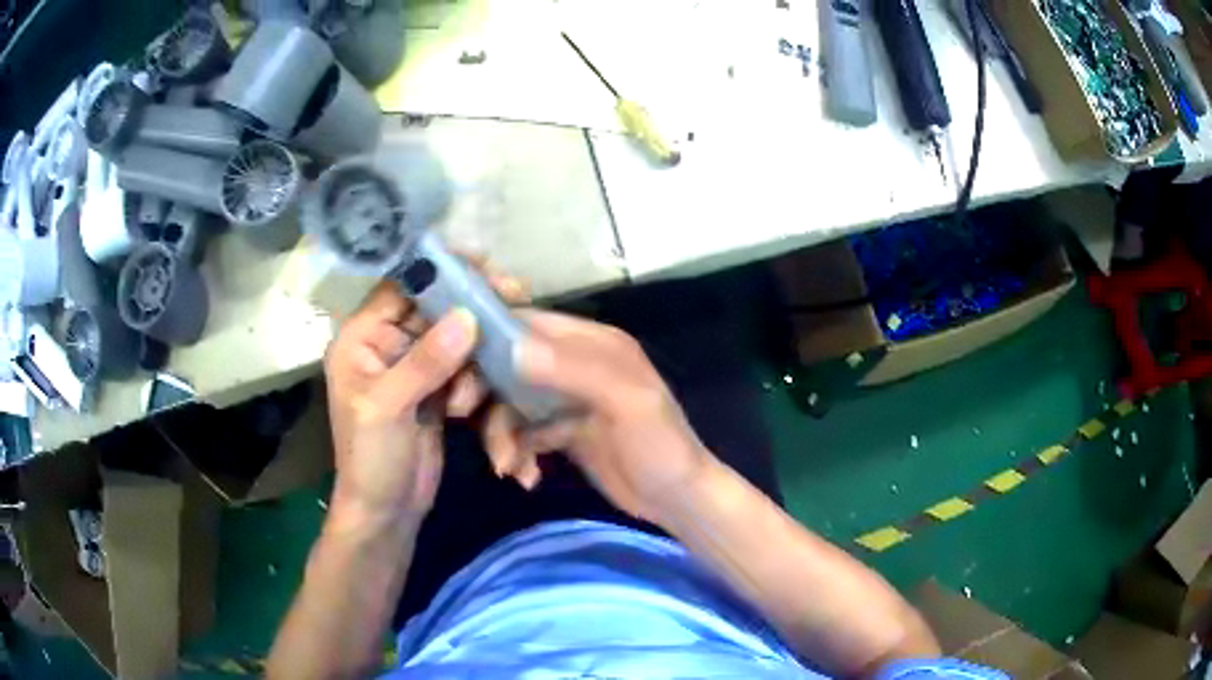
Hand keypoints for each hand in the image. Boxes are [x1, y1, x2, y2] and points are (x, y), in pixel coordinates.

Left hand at [323, 282, 477, 525]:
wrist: (387, 512)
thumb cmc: (371, 460)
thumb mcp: (389, 409)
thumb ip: (425, 362)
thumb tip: (468, 316)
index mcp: (362, 337)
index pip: (403, 286)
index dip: (442, 272)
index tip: (487, 267)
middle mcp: (387, 343)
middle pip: (436, 308)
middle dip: (470, 312)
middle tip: (515, 300)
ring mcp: (415, 367)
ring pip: (456, 339)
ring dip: (471, 362)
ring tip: (464, 402)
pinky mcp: (437, 389)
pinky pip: (464, 368)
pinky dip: (475, 381)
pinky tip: (472, 407)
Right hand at [483, 311, 715, 521]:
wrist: (677, 500)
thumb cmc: (658, 446)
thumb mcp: (625, 403)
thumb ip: (571, 370)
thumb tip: (509, 346)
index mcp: (592, 343)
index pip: (529, 323)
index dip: (490, 337)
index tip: (457, 363)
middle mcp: (575, 364)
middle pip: (512, 363)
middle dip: (486, 390)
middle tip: (464, 415)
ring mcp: (567, 400)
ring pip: (512, 403)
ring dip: (500, 433)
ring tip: (506, 466)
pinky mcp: (563, 432)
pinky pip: (524, 433)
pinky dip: (517, 452)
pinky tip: (524, 477)